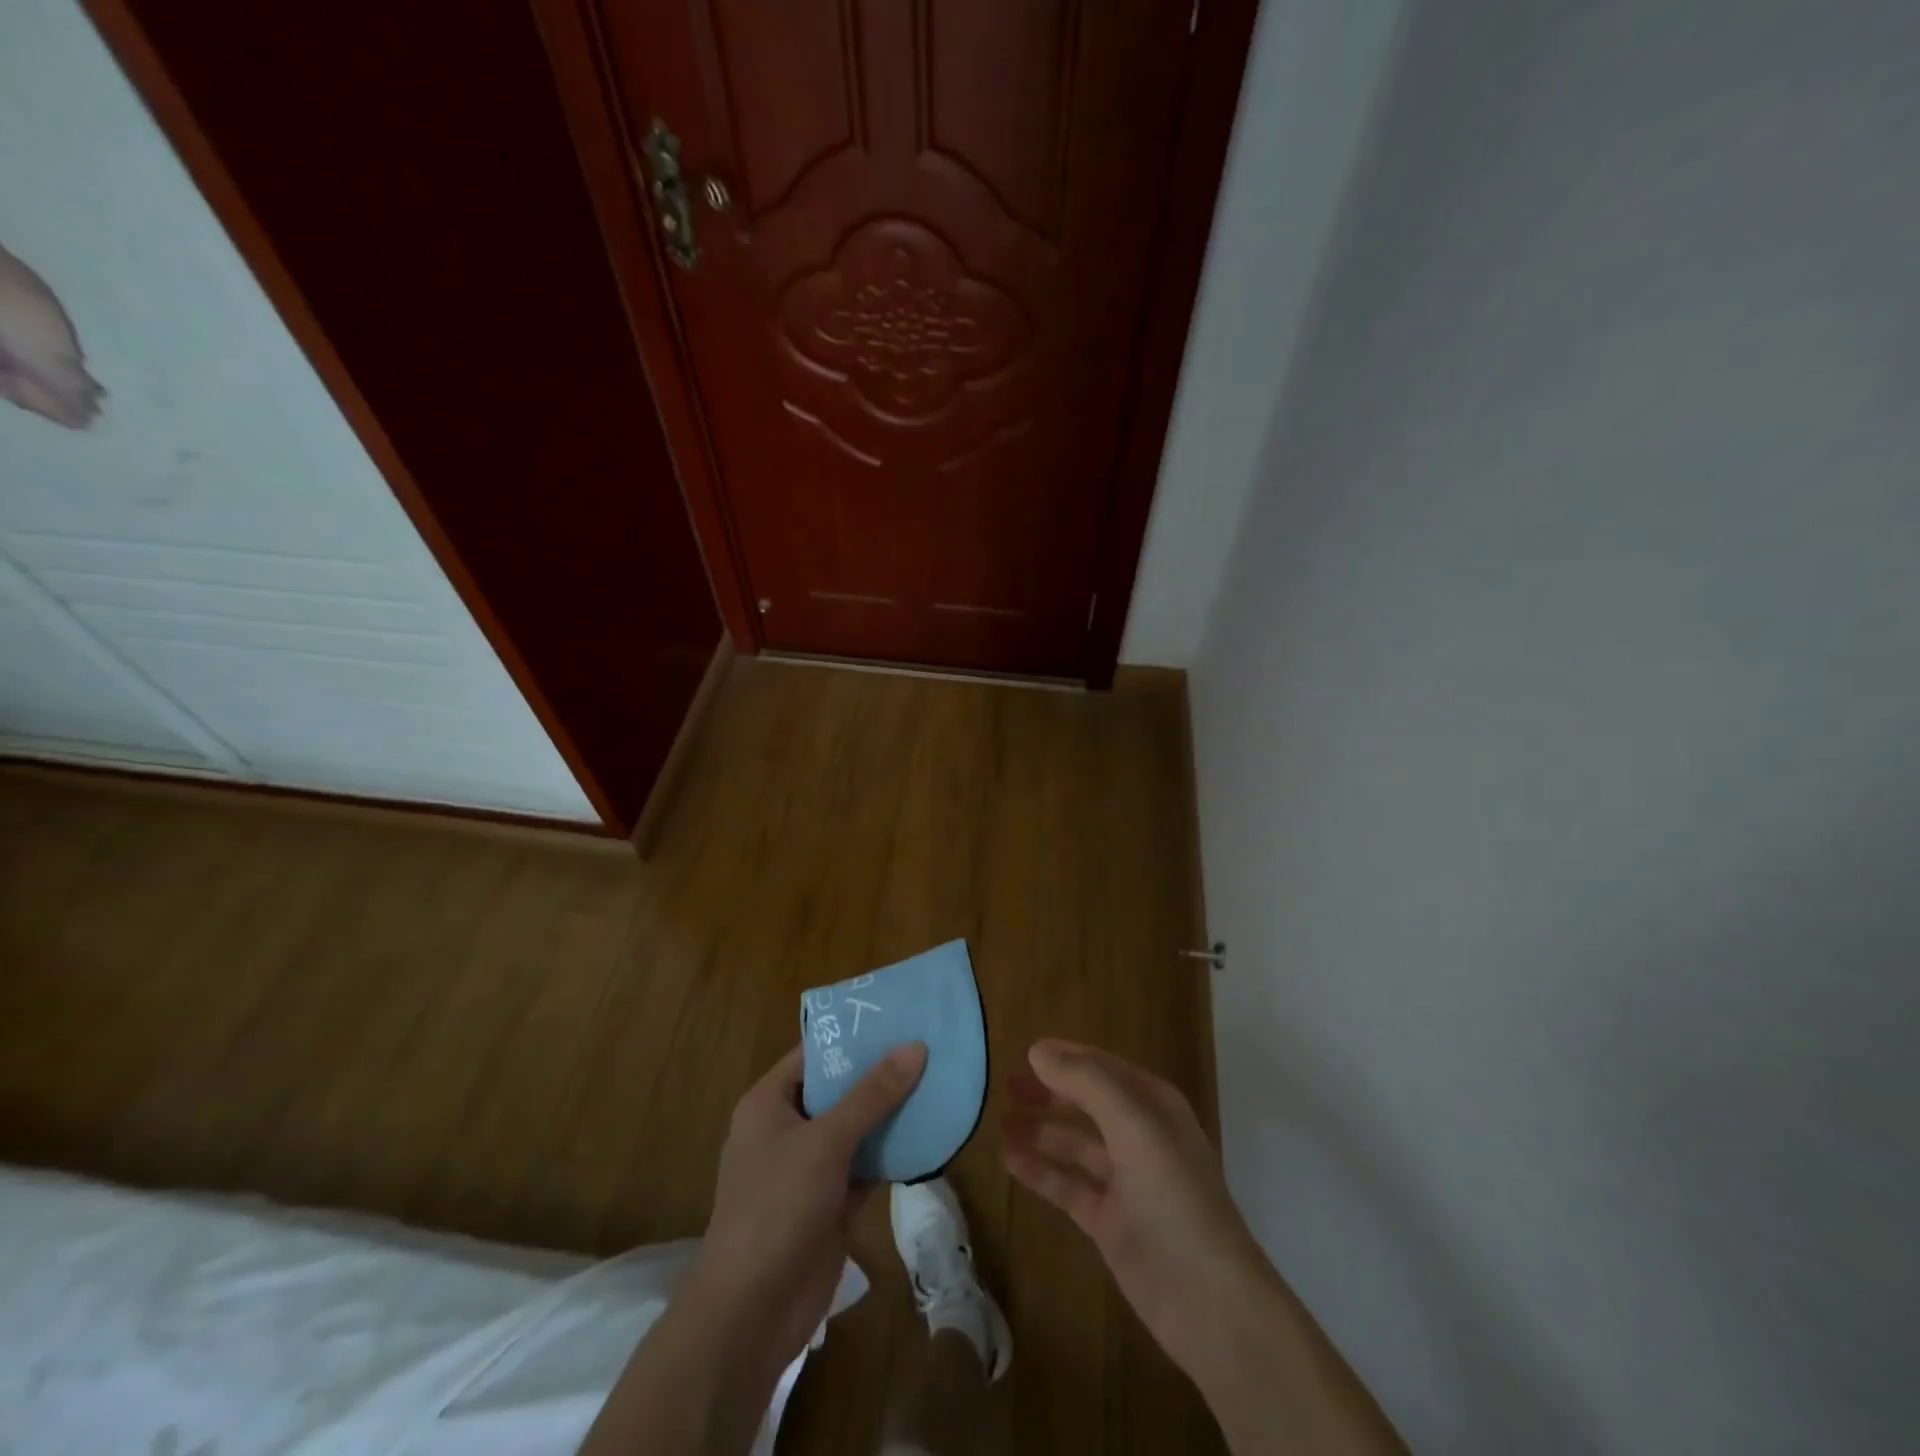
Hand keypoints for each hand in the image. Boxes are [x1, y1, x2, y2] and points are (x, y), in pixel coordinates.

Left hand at [579, 1041, 926, 1455]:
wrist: (751, 1314)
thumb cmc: (776, 1207)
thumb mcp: (825, 1141)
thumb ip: (872, 1095)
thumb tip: (915, 1046)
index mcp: (770, 1103)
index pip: (815, 1053)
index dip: (853, 1034)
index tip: (898, 1015)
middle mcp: (788, 1128)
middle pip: (840, 1089)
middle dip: (881, 1072)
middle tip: (929, 1043)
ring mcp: (810, 1168)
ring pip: (858, 1128)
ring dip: (893, 1112)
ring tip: (939, 1079)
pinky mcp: (832, 1203)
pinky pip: (868, 1165)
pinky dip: (895, 1152)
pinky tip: (932, 1132)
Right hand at [1002, 1039, 1270, 1390]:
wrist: (1207, 1299)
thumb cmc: (1174, 1194)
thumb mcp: (1133, 1124)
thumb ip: (1086, 1082)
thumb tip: (1038, 1051)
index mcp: (1152, 1105)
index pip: (1102, 1067)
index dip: (1065, 1057)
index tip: (1023, 1052)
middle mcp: (1138, 1136)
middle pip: (1085, 1102)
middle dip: (1048, 1092)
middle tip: (1004, 1085)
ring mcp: (1123, 1180)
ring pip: (1073, 1144)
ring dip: (1039, 1130)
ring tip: (998, 1120)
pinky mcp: (1108, 1221)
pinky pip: (1067, 1185)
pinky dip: (1040, 1171)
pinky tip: (1008, 1160)